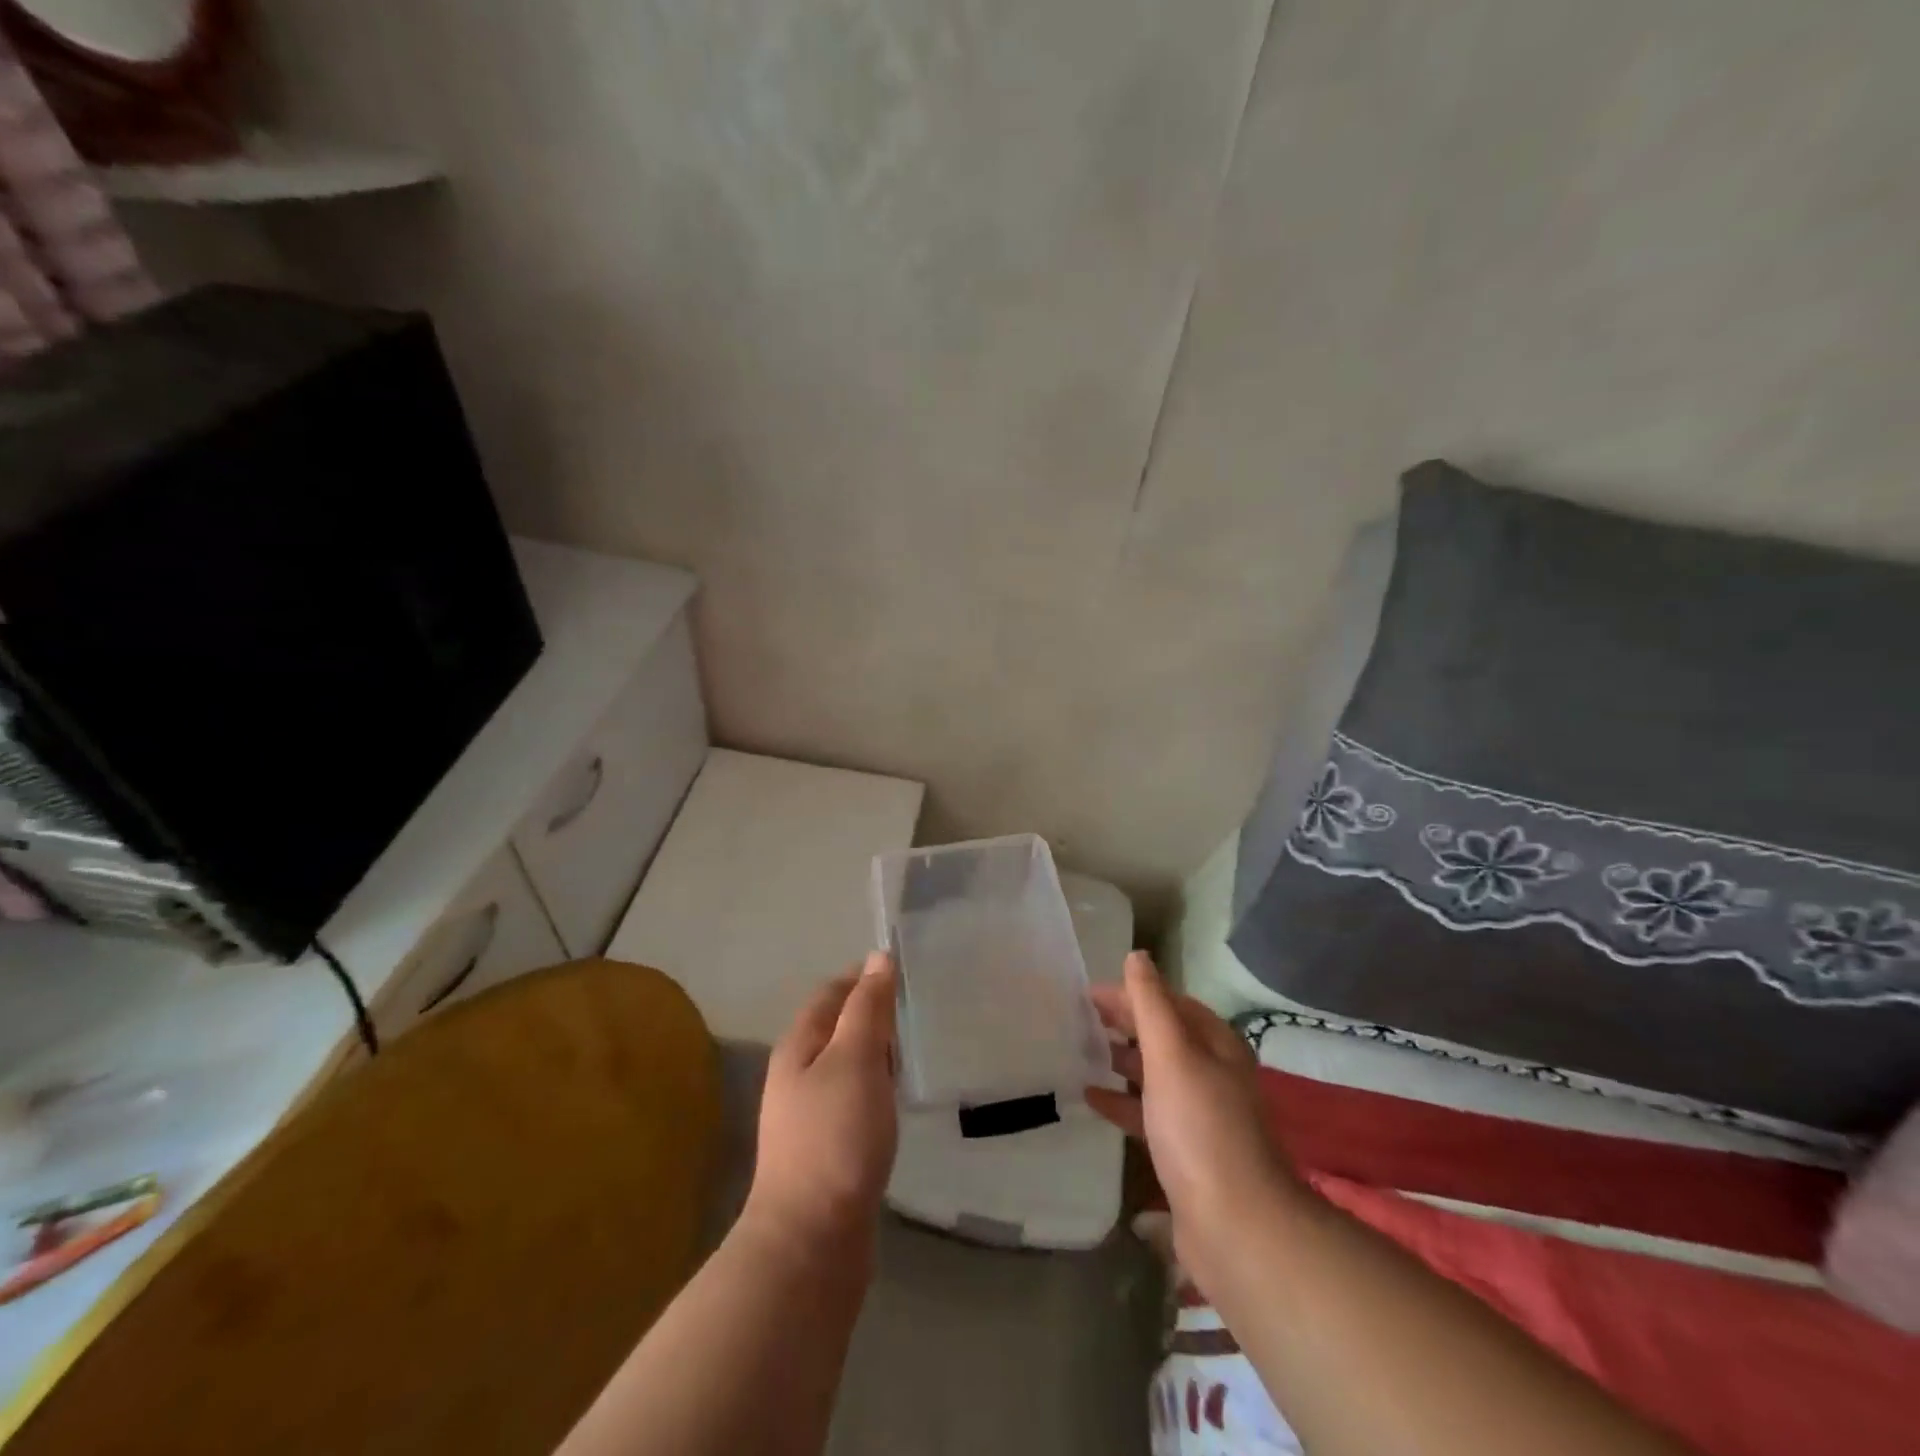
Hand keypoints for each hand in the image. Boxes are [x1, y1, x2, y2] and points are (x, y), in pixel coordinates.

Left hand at [742, 951, 899, 1256]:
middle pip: (837, 1026)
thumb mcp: (855, 1059)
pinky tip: (899, 1096)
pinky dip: (878, 1085)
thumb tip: (878, 958)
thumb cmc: (834, 1137)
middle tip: (918, 1006)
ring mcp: (810, 1114)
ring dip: (877, 1049)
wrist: (811, 1240)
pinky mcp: (827, 1147)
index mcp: (799, 1045)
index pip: (831, 992)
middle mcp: (798, 1074)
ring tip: (917, 1045)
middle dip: (873, 1011)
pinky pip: (855, 1097)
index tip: (904, 969)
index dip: (863, 976)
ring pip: (847, 1064)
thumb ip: (868, 1008)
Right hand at [1086, 951, 1299, 1289]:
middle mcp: (1212, 1074)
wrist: (1237, 1227)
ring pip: (1154, 1074)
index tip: (1087, 993)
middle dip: (1124, 1023)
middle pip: (1162, 1036)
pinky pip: (1148, 1113)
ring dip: (1121, 1060)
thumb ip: (1151, 1004)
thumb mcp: (1172, 1055)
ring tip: (1081, 1052)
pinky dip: (1121, 1101)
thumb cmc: (1201, 1128)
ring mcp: (1200, 1115)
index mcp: (1215, 1045)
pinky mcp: (1185, 1152)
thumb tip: (1137, 956)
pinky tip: (1091, 1098)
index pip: (1168, 1003)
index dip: (1131, 993)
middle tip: (1079, 1018)